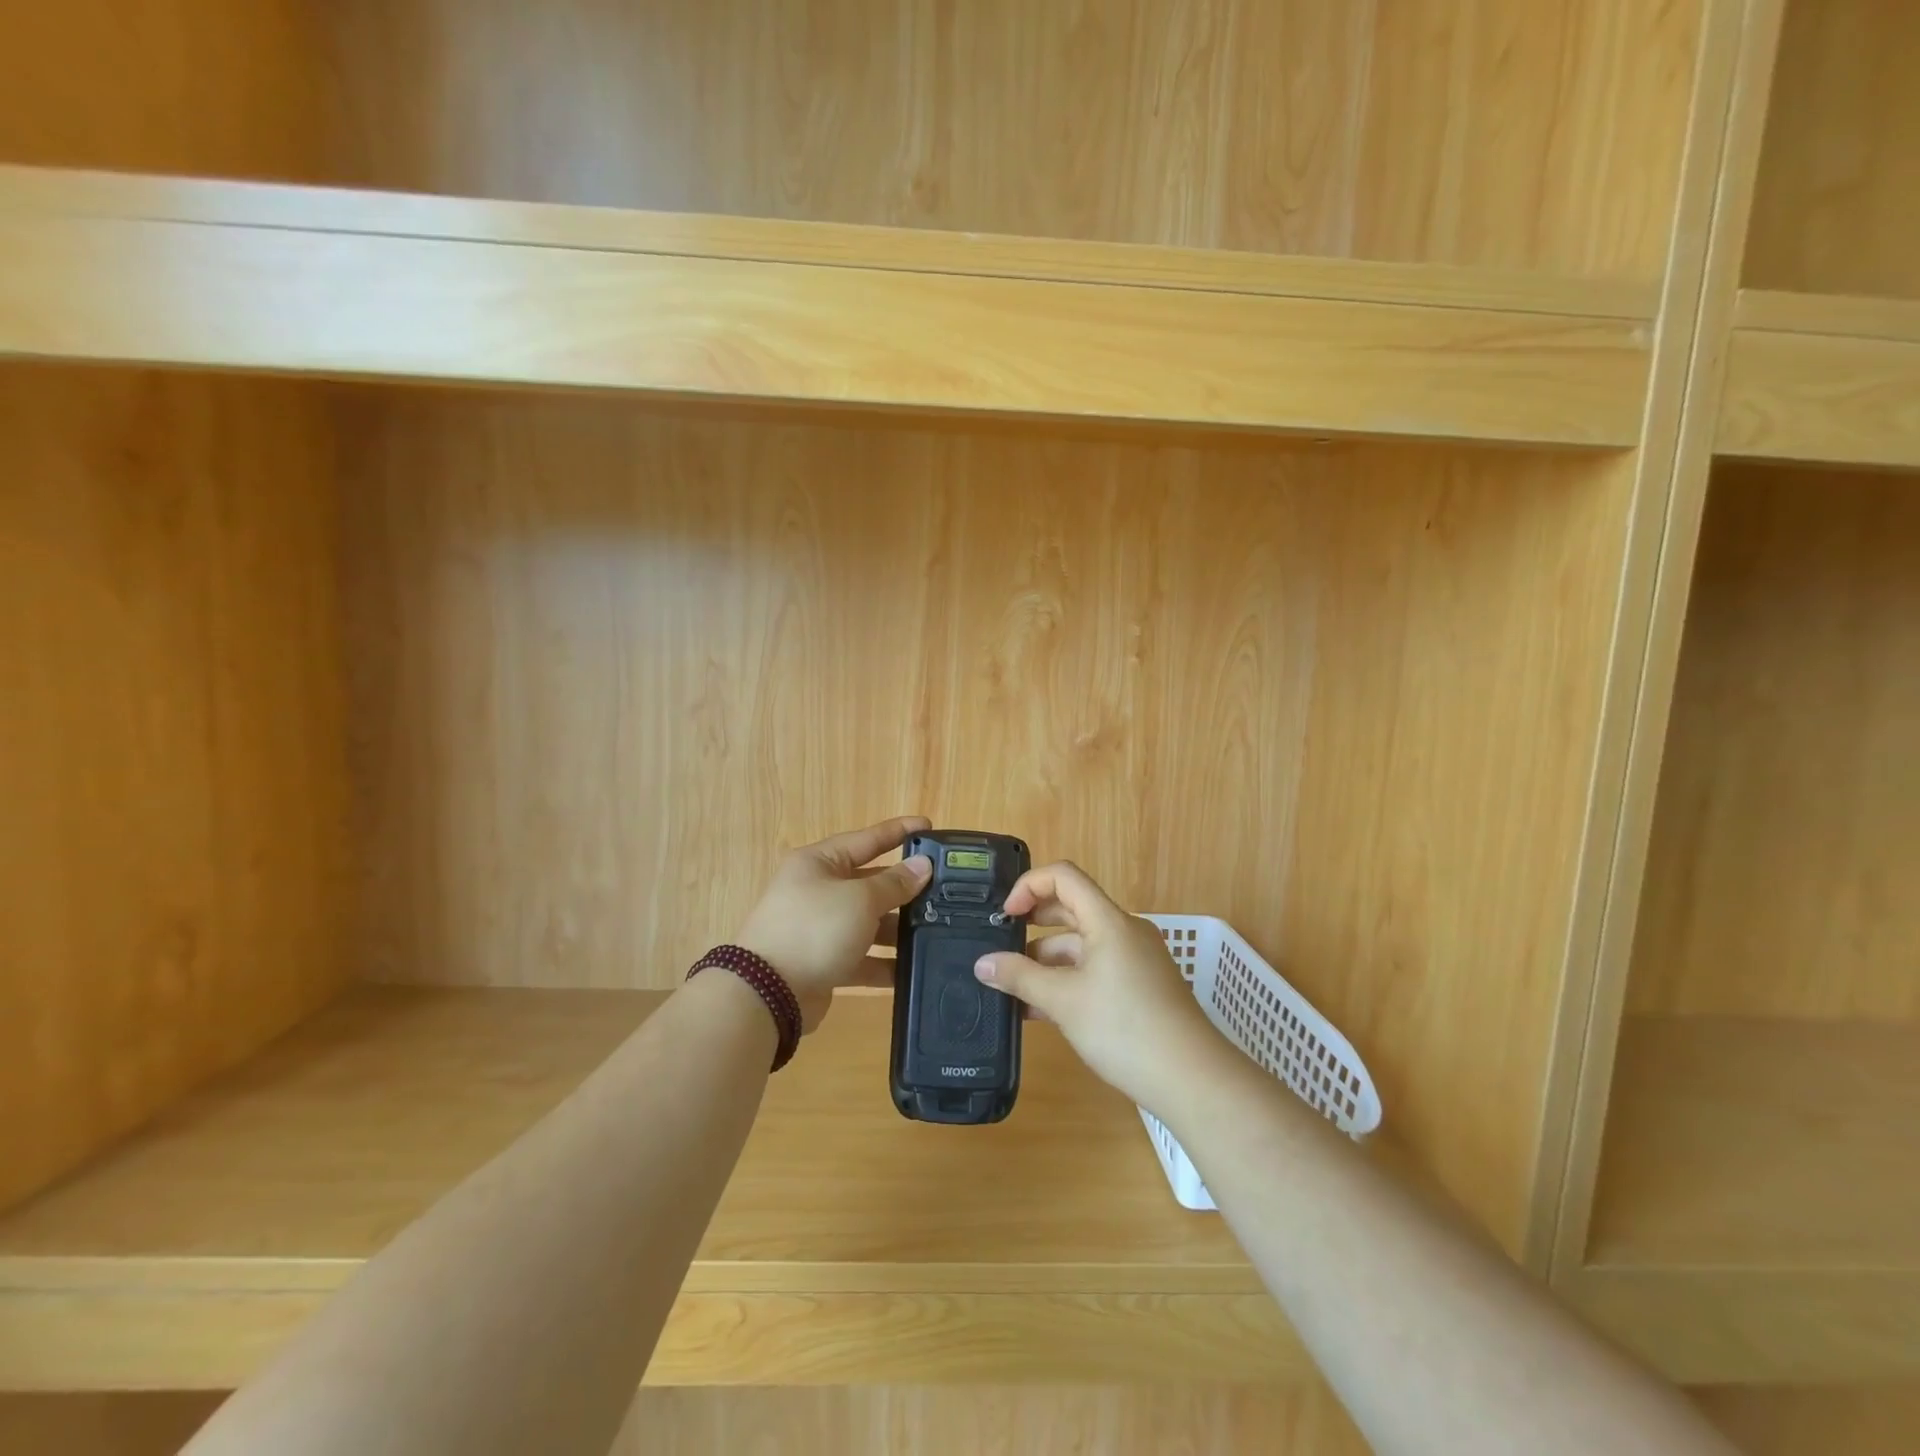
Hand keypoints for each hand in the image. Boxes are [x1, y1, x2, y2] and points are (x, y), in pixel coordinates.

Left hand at [737, 816, 932, 1032]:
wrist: (767, 993)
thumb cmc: (815, 928)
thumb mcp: (860, 899)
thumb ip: (894, 883)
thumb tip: (922, 866)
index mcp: (820, 862)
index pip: (867, 839)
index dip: (899, 832)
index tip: (929, 826)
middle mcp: (817, 890)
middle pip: (869, 882)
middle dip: (903, 888)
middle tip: (943, 889)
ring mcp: (819, 928)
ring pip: (867, 922)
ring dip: (896, 929)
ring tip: (935, 932)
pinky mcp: (823, 962)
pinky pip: (860, 957)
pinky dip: (883, 963)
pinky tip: (911, 970)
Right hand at [973, 861, 1225, 1114]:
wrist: (1193, 1080)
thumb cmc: (1125, 1029)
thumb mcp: (1064, 1002)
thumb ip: (1019, 978)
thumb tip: (982, 964)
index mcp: (1109, 921)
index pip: (1064, 877)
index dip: (1029, 886)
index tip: (1005, 916)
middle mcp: (1124, 931)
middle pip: (1072, 909)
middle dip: (1033, 924)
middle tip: (1000, 945)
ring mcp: (1135, 961)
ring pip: (1081, 945)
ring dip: (1046, 960)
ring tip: (1013, 988)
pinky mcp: (1140, 988)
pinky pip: (1094, 970)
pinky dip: (1067, 981)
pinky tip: (1040, 1009)